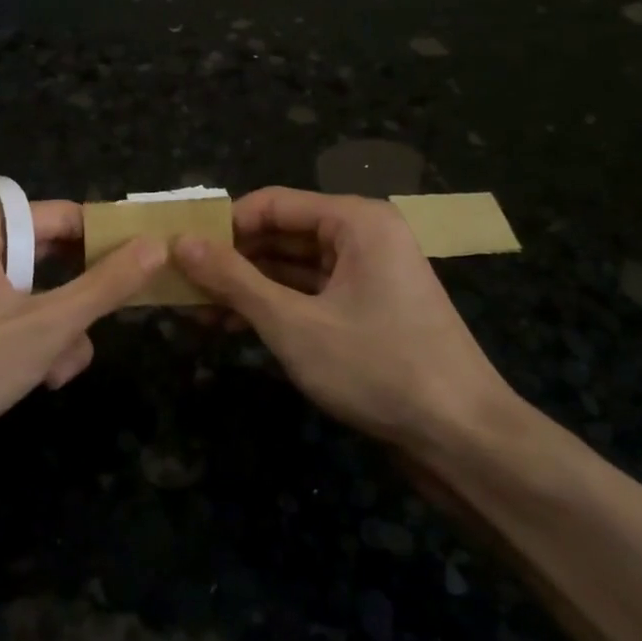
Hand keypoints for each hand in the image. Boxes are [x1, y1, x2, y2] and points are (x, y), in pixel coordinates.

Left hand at [0, 199, 165, 459]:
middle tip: (99, 332)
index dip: (108, 244)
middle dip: (77, 303)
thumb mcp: (48, 326)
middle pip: (50, 257)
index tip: (146, 272)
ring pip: (34, 291)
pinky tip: (41, 377)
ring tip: (59, 372)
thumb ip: (105, 285)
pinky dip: (30, 339)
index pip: (65, 218)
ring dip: (58, 329)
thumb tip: (157, 245)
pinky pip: (7, 310)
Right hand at [173, 187, 518, 451]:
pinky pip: (311, 293)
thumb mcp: (293, 323)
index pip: (272, 203)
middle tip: (180, 286)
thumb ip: (234, 280)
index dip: (223, 226)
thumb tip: (180, 243)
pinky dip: (275, 306)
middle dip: (232, 260)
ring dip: (248, 287)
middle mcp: (364, 236)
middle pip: (282, 233)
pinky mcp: (369, 308)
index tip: (178, 252)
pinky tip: (235, 326)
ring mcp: (369, 274)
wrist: (463, 437)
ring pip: (294, 267)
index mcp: (355, 220)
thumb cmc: (378, 368)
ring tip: (196, 311)